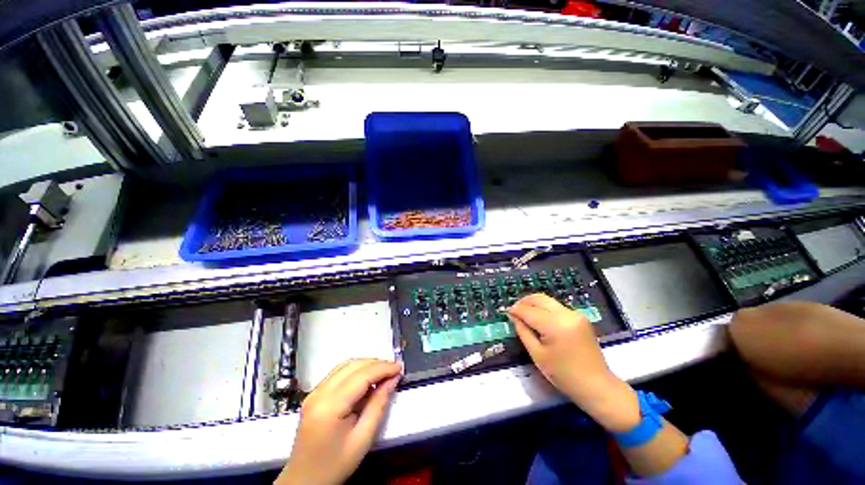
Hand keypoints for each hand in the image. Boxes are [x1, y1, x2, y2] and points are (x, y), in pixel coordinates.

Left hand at [276, 359, 401, 484]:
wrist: (304, 481)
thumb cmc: (335, 465)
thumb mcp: (363, 439)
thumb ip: (379, 405)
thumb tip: (393, 379)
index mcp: (329, 406)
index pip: (361, 375)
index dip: (383, 368)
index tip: (399, 367)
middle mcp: (319, 393)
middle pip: (352, 366)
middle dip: (376, 364)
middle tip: (394, 369)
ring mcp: (314, 392)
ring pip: (345, 366)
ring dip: (367, 365)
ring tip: (384, 372)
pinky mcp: (314, 394)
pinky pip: (339, 373)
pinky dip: (356, 371)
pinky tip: (367, 379)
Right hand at [509, 294, 639, 431]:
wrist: (597, 385)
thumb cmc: (564, 375)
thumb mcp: (537, 355)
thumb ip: (523, 332)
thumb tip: (514, 316)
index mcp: (555, 325)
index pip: (529, 311)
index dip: (516, 310)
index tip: (506, 312)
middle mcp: (566, 314)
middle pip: (539, 298)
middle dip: (524, 301)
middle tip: (514, 310)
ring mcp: (575, 314)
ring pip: (548, 300)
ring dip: (534, 303)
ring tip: (524, 313)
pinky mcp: (580, 317)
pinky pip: (557, 307)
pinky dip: (544, 308)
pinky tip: (539, 317)